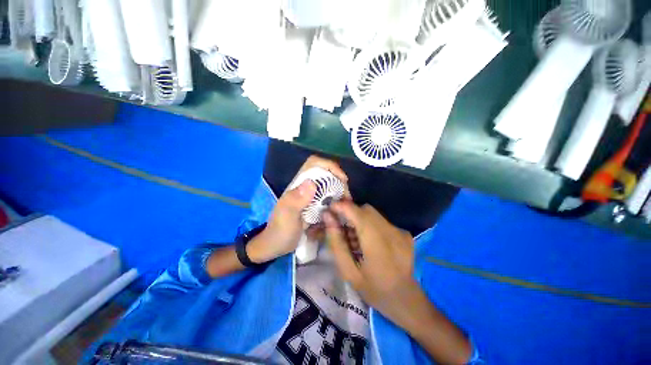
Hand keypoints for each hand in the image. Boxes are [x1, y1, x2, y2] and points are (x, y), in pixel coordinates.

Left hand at [248, 156, 348, 262]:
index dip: (330, 166)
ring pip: (330, 187)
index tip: (342, 179)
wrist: (275, 245)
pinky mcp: (315, 206)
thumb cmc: (280, 230)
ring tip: (346, 205)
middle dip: (339, 182)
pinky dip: (337, 202)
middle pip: (326, 174)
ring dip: (340, 192)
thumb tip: (312, 183)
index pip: (314, 163)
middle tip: (347, 197)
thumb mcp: (287, 216)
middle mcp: (306, 187)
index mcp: (298, 185)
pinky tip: (340, 211)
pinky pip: (329, 199)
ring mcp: (311, 197)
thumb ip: (297, 200)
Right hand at [323, 202, 471, 363]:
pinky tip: (369, 241)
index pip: (357, 212)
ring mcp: (400, 231)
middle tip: (340, 225)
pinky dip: (370, 224)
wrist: (406, 300)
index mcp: (376, 243)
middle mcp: (391, 232)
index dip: (341, 206)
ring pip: (373, 213)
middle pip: (365, 209)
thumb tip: (327, 218)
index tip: (329, 209)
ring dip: (360, 218)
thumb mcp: (348, 272)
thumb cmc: (374, 290)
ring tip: (354, 236)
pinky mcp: (404, 232)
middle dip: (350, 212)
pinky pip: (382, 220)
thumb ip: (337, 242)